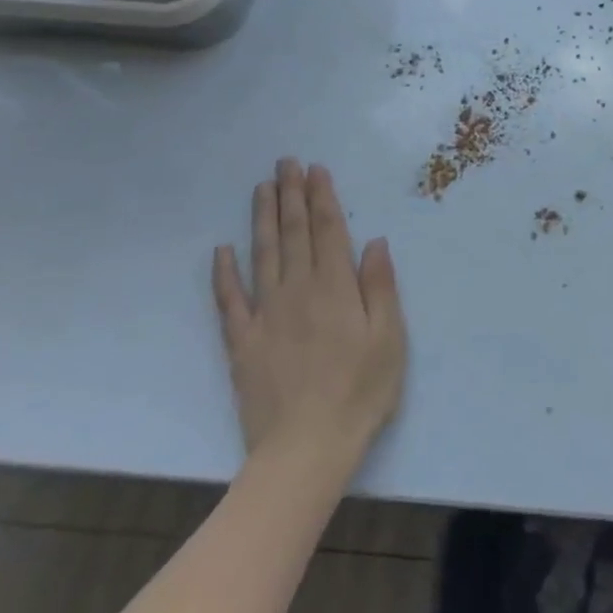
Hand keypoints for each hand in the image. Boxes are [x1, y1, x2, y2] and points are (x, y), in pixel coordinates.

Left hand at [212, 159, 406, 465]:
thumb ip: (379, 286)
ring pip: (262, 255)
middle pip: (293, 234)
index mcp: (336, 288)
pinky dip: (223, 273)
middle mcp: (298, 291)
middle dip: (291, 196)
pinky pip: (229, 301)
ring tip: (262, 188)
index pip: (328, 231)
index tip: (316, 170)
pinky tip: (221, 250)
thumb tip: (374, 241)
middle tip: (286, 163)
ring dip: (262, 219)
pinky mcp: (242, 343)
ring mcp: (265, 315)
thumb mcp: (390, 337)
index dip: (322, 198)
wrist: (306, 448)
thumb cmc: (361, 391)